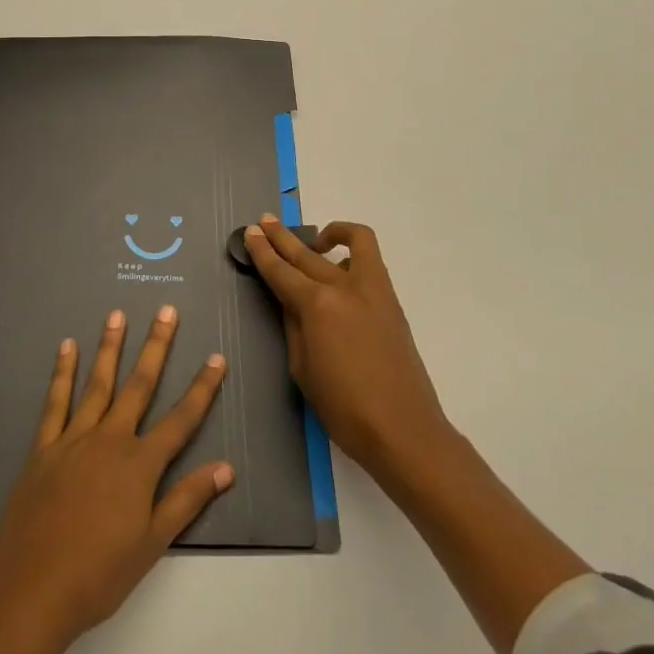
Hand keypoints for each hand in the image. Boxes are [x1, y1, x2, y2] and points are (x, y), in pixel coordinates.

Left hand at [0, 306, 233, 653]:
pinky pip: (55, 402)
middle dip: (156, 347)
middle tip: (166, 311)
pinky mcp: (44, 447)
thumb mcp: (152, 544)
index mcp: (140, 465)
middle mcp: (110, 440)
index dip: (202, 388)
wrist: (32, 590)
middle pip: (139, 385)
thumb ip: (187, 500)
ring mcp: (73, 439)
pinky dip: (62, 373)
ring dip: (110, 347)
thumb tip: (226, 467)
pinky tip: (67, 347)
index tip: (217, 358)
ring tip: (117, 314)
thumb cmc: (99, 574)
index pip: (181, 420)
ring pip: (98, 383)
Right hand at [244, 217, 450, 483]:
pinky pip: (369, 262)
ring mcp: (373, 290)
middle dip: (282, 237)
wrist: (403, 430)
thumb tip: (291, 302)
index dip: (263, 252)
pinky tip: (340, 269)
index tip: (250, 232)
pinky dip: (352, 255)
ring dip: (326, 235)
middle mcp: (344, 287)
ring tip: (312, 241)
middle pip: (307, 253)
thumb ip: (294, 326)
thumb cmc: (344, 409)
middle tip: (265, 222)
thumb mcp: (302, 368)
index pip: (281, 271)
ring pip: (350, 243)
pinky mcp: (391, 301)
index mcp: (317, 306)